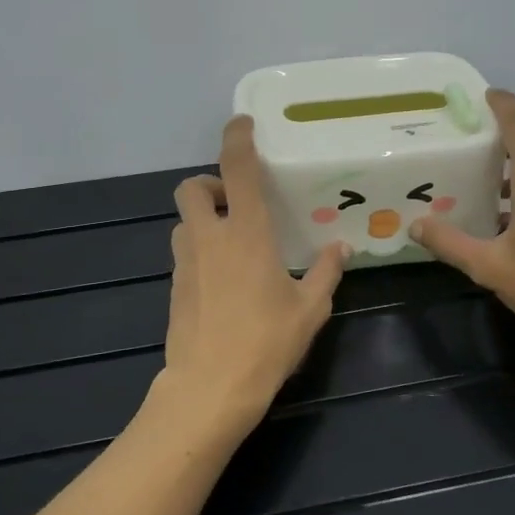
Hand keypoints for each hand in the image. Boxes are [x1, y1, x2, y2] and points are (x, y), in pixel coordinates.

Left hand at [161, 116, 348, 430]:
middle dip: (210, 184)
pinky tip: (224, 282)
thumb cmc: (266, 344)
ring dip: (204, 219)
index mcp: (245, 233)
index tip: (242, 124)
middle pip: (191, 187)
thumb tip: (341, 248)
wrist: (209, 389)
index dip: (237, 139)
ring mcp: (185, 262)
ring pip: (184, 221)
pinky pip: (184, 253)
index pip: (236, 169)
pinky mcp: (173, 288)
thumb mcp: (309, 309)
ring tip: (233, 245)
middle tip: (237, 204)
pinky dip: (200, 251)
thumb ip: (325, 272)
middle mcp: (209, 238)